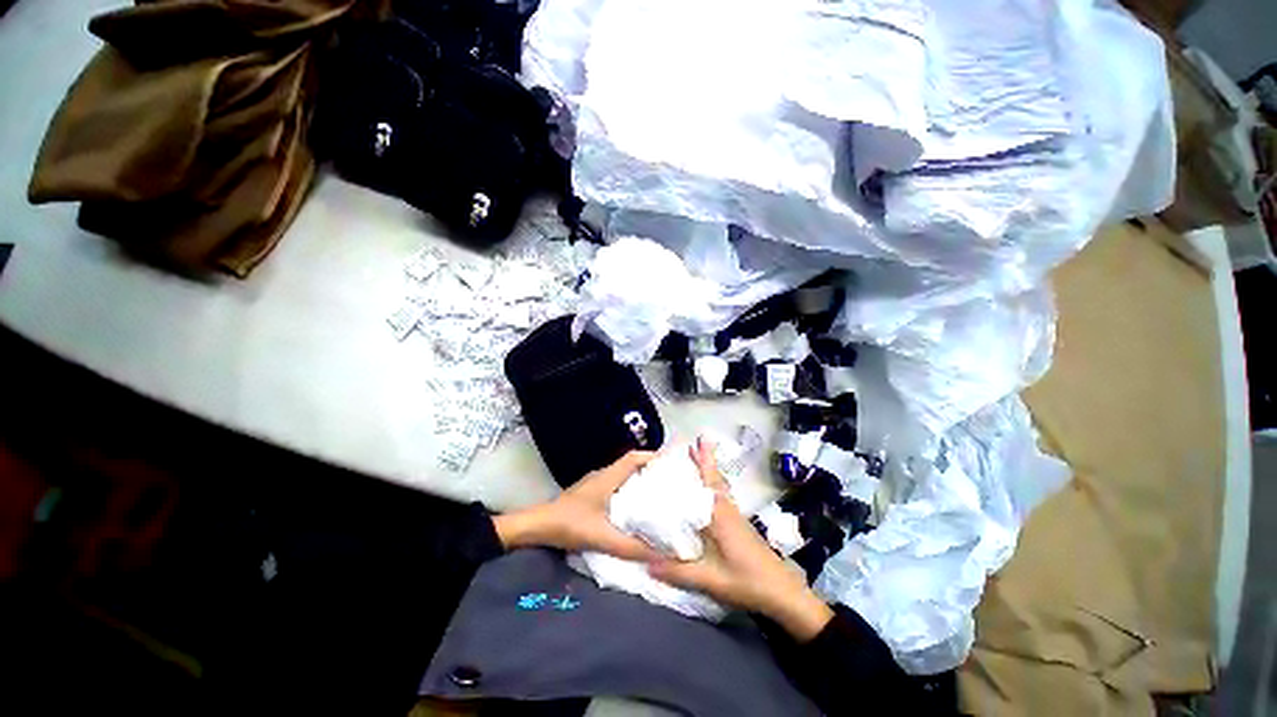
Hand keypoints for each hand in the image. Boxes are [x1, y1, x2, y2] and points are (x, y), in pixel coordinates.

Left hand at [494, 451, 660, 561]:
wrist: (536, 526)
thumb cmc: (569, 524)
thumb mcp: (601, 537)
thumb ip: (630, 547)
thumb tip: (661, 554)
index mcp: (608, 477)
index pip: (633, 458)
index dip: (653, 457)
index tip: (671, 464)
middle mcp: (603, 475)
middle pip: (630, 464)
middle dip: (650, 469)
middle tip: (669, 481)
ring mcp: (594, 483)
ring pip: (622, 474)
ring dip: (639, 479)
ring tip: (657, 493)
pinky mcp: (589, 492)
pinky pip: (615, 484)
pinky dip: (628, 489)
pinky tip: (633, 506)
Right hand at [648, 438, 834, 641]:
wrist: (783, 594)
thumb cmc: (748, 581)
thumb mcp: (711, 580)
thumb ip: (678, 572)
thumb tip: (645, 563)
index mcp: (721, 515)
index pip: (709, 481)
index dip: (703, 460)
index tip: (696, 440)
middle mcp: (728, 510)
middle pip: (715, 479)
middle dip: (705, 461)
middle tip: (693, 444)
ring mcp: (736, 518)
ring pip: (719, 488)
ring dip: (709, 473)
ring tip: (695, 462)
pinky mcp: (739, 528)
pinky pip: (722, 499)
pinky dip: (713, 488)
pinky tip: (705, 497)